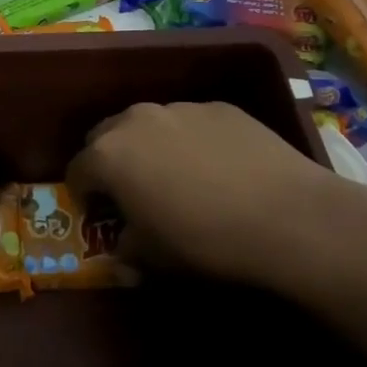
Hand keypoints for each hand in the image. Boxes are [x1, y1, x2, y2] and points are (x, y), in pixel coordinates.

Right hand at [67, 101, 366, 291]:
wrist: (289, 217)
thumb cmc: (205, 241)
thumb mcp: (153, 258)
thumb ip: (126, 248)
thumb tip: (124, 246)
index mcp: (109, 154)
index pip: (77, 170)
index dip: (83, 195)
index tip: (97, 214)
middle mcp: (137, 120)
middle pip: (106, 136)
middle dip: (110, 162)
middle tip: (130, 192)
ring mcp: (182, 108)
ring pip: (150, 125)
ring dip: (150, 148)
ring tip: (178, 178)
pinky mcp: (222, 108)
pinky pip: (191, 123)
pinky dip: (191, 141)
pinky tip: (218, 169)